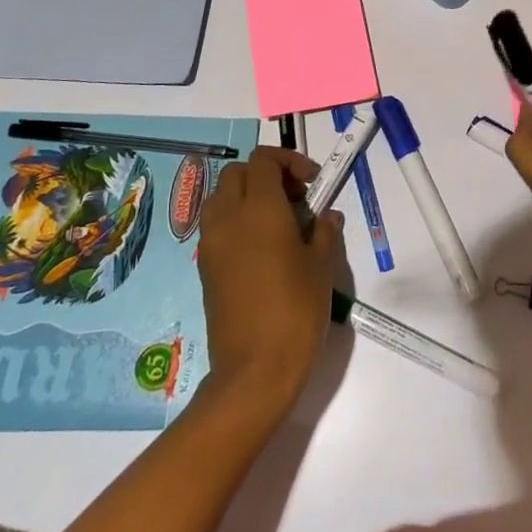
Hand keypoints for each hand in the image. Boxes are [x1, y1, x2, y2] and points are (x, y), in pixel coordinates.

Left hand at [197, 147, 342, 415]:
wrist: (254, 370)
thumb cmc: (296, 310)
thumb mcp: (322, 267)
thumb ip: (324, 232)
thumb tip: (326, 216)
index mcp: (259, 210)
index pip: (263, 160)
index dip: (289, 161)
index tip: (312, 183)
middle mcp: (228, 218)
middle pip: (237, 173)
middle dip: (266, 175)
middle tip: (295, 199)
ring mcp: (211, 244)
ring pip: (220, 198)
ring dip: (246, 196)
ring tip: (277, 221)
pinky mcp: (205, 268)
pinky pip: (215, 226)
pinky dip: (235, 221)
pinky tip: (262, 249)